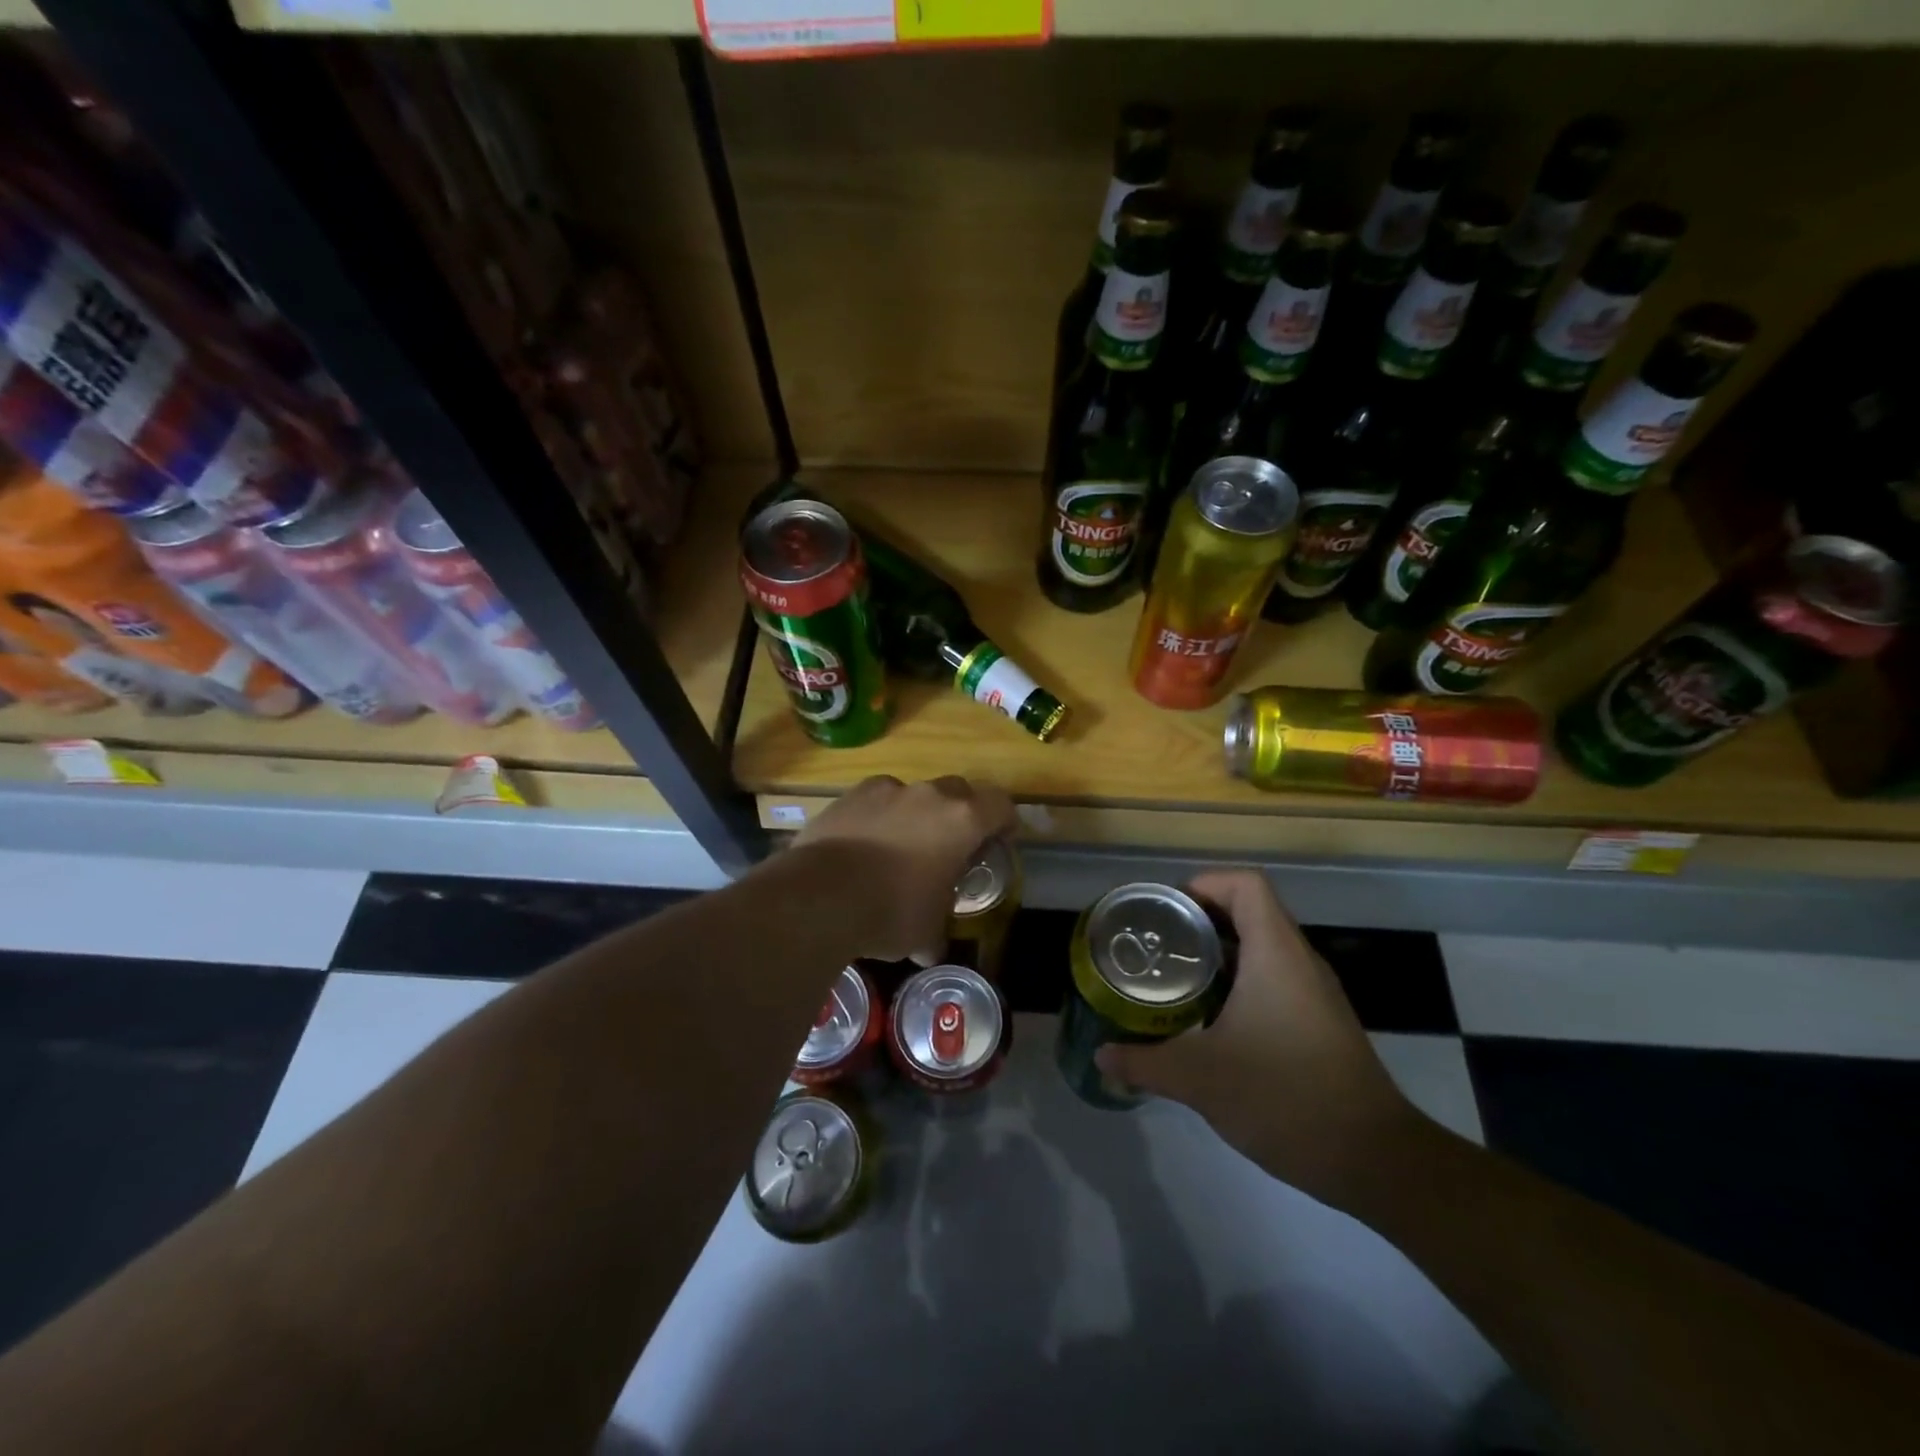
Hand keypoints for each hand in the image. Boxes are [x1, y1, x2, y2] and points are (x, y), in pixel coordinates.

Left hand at [794, 775, 1017, 961]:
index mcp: (961, 821)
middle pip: (958, 791)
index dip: (1004, 822)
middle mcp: (927, 795)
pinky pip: (874, 801)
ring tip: (900, 847)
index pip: (1000, 805)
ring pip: (912, 793)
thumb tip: (929, 950)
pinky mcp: (848, 796)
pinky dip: (877, 817)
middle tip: (951, 845)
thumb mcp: (925, 932)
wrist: (819, 896)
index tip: (999, 840)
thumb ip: (935, 932)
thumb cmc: (891, 912)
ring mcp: (885, 790)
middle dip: (960, 814)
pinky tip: (864, 846)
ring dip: (915, 814)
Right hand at [1095, 869, 1423, 1209]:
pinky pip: (1275, 979)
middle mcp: (1299, 962)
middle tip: (1159, 943)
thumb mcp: (1201, 1080)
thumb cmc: (1286, 1098)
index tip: (1167, 912)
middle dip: (1202, 919)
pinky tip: (1211, 1018)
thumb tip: (1101, 1056)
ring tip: (1176, 976)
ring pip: (1263, 948)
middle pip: (1251, 911)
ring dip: (1220, 953)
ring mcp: (1315, 993)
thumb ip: (1145, 1063)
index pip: (1246, 885)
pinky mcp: (1320, 1022)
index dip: (1204, 884)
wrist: (1375, 1159)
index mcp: (1276, 954)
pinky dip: (1240, 982)